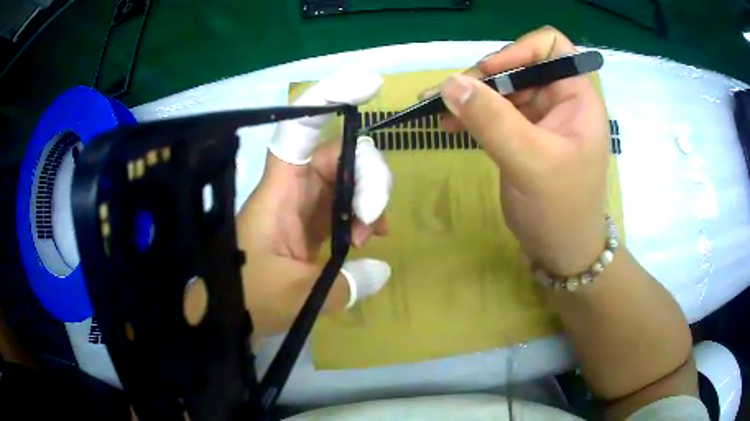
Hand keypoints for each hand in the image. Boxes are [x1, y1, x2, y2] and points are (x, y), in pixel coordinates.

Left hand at [236, 68, 392, 334]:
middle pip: (338, 154)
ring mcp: (303, 206)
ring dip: (368, 199)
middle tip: (374, 217)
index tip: (367, 87)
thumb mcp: (297, 298)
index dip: (328, 101)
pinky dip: (362, 215)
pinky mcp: (310, 225)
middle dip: (368, 177)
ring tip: (371, 236)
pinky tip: (370, 237)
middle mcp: (292, 190)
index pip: (299, 132)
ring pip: (346, 179)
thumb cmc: (246, 301)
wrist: (223, 314)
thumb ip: (344, 285)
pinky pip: (344, 205)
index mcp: (279, 194)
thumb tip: (383, 269)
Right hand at [438, 26, 608, 274]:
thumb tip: (449, 83)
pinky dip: (471, 115)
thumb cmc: (560, 210)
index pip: (551, 47)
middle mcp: (560, 100)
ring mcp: (540, 118)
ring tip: (435, 109)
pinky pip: (494, 113)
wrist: (561, 253)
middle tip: (446, 96)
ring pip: (501, 89)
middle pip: (518, 66)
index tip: (489, 73)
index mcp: (576, 97)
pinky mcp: (523, 135)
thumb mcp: (530, 163)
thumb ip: (492, 120)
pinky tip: (448, 125)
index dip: (519, 51)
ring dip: (470, 96)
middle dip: (482, 78)